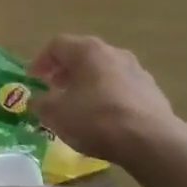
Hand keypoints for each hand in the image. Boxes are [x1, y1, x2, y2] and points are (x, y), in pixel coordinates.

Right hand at [31, 35, 182, 164]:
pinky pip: (122, 89)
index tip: (33, 79)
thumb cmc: (95, 119)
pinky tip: (105, 118)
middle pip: (82, 55)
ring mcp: (137, 70)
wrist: (150, 141)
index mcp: (87, 50)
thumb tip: (36, 100)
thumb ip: (41, 103)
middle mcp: (113, 52)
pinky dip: (108, 97)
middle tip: (54, 89)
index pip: (57, 45)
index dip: (40, 61)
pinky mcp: (152, 91)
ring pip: (104, 71)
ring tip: (79, 105)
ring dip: (88, 84)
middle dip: (65, 72)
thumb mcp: (56, 114)